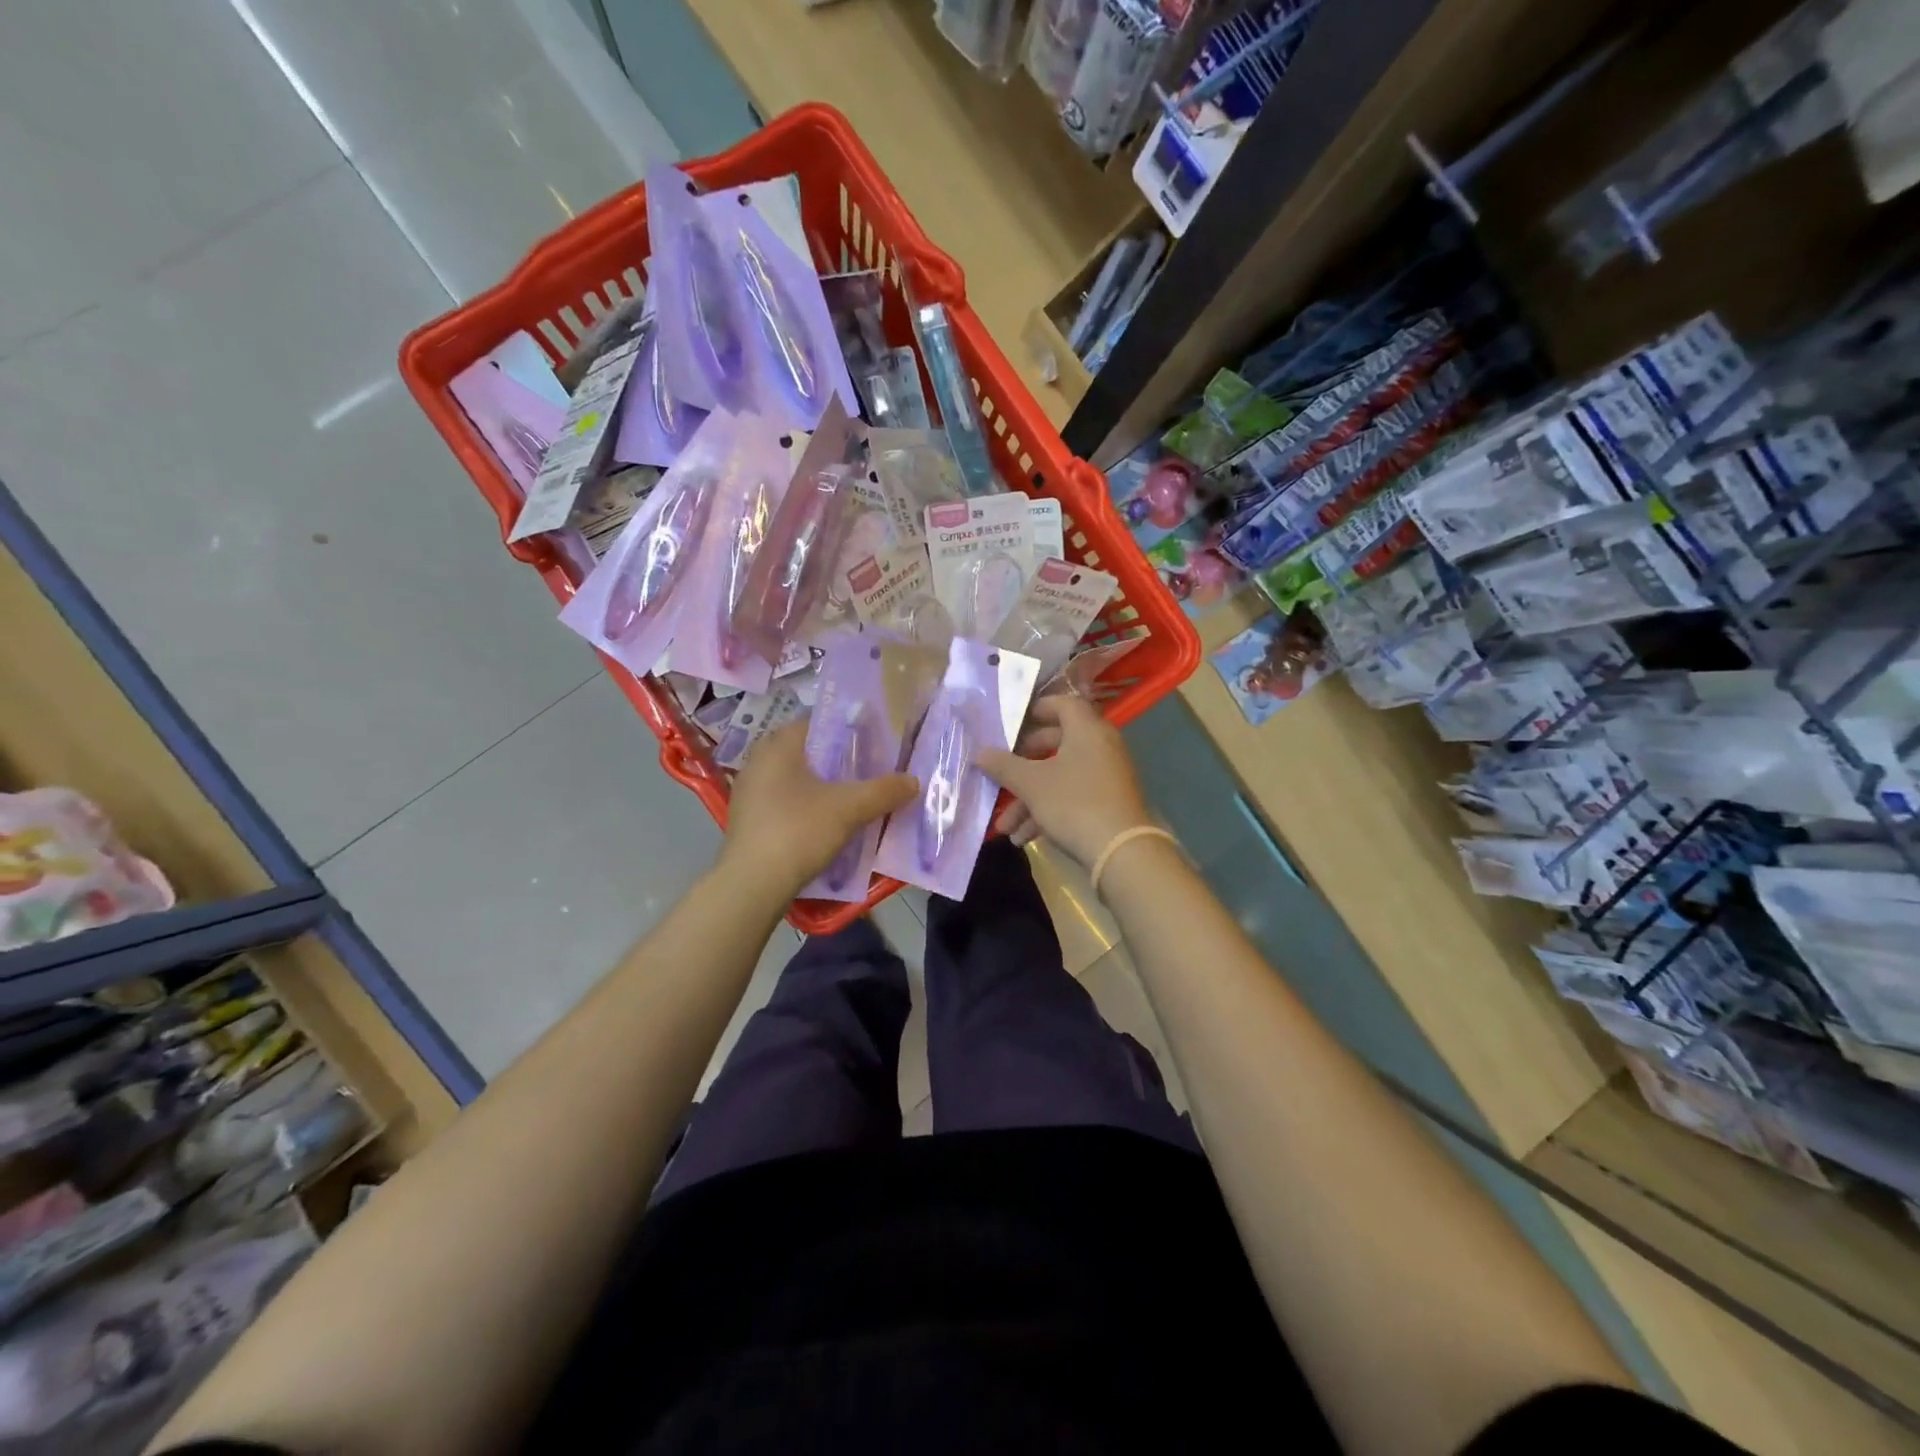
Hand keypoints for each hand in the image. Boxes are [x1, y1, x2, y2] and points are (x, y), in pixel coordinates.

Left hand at [719, 719, 916, 897]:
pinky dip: (805, 806)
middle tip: (866, 770)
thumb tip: (914, 781)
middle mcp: (757, 762)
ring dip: (820, 786)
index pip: (815, 723)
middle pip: (805, 752)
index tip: (872, 742)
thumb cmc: (798, 831)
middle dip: (836, 760)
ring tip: (851, 798)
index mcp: (777, 747)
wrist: (752, 885)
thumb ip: (883, 791)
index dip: (846, 730)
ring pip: (794, 779)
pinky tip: (825, 823)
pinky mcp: (747, 821)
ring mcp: (748, 793)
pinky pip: (783, 802)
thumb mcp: (849, 809)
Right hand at [975, 695, 1154, 867]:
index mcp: (1086, 730)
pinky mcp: (1108, 802)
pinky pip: (1073, 797)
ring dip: (1029, 800)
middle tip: (1001, 773)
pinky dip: (1048, 812)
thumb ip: (1004, 766)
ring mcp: (1107, 775)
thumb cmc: (1074, 803)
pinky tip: (1025, 838)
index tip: (1013, 723)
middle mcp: (1101, 746)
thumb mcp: (1032, 785)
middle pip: (1057, 744)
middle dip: (1023, 765)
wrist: (1122, 851)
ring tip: (1005, 827)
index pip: (1063, 704)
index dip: (1037, 709)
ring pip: (1060, 777)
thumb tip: (979, 753)